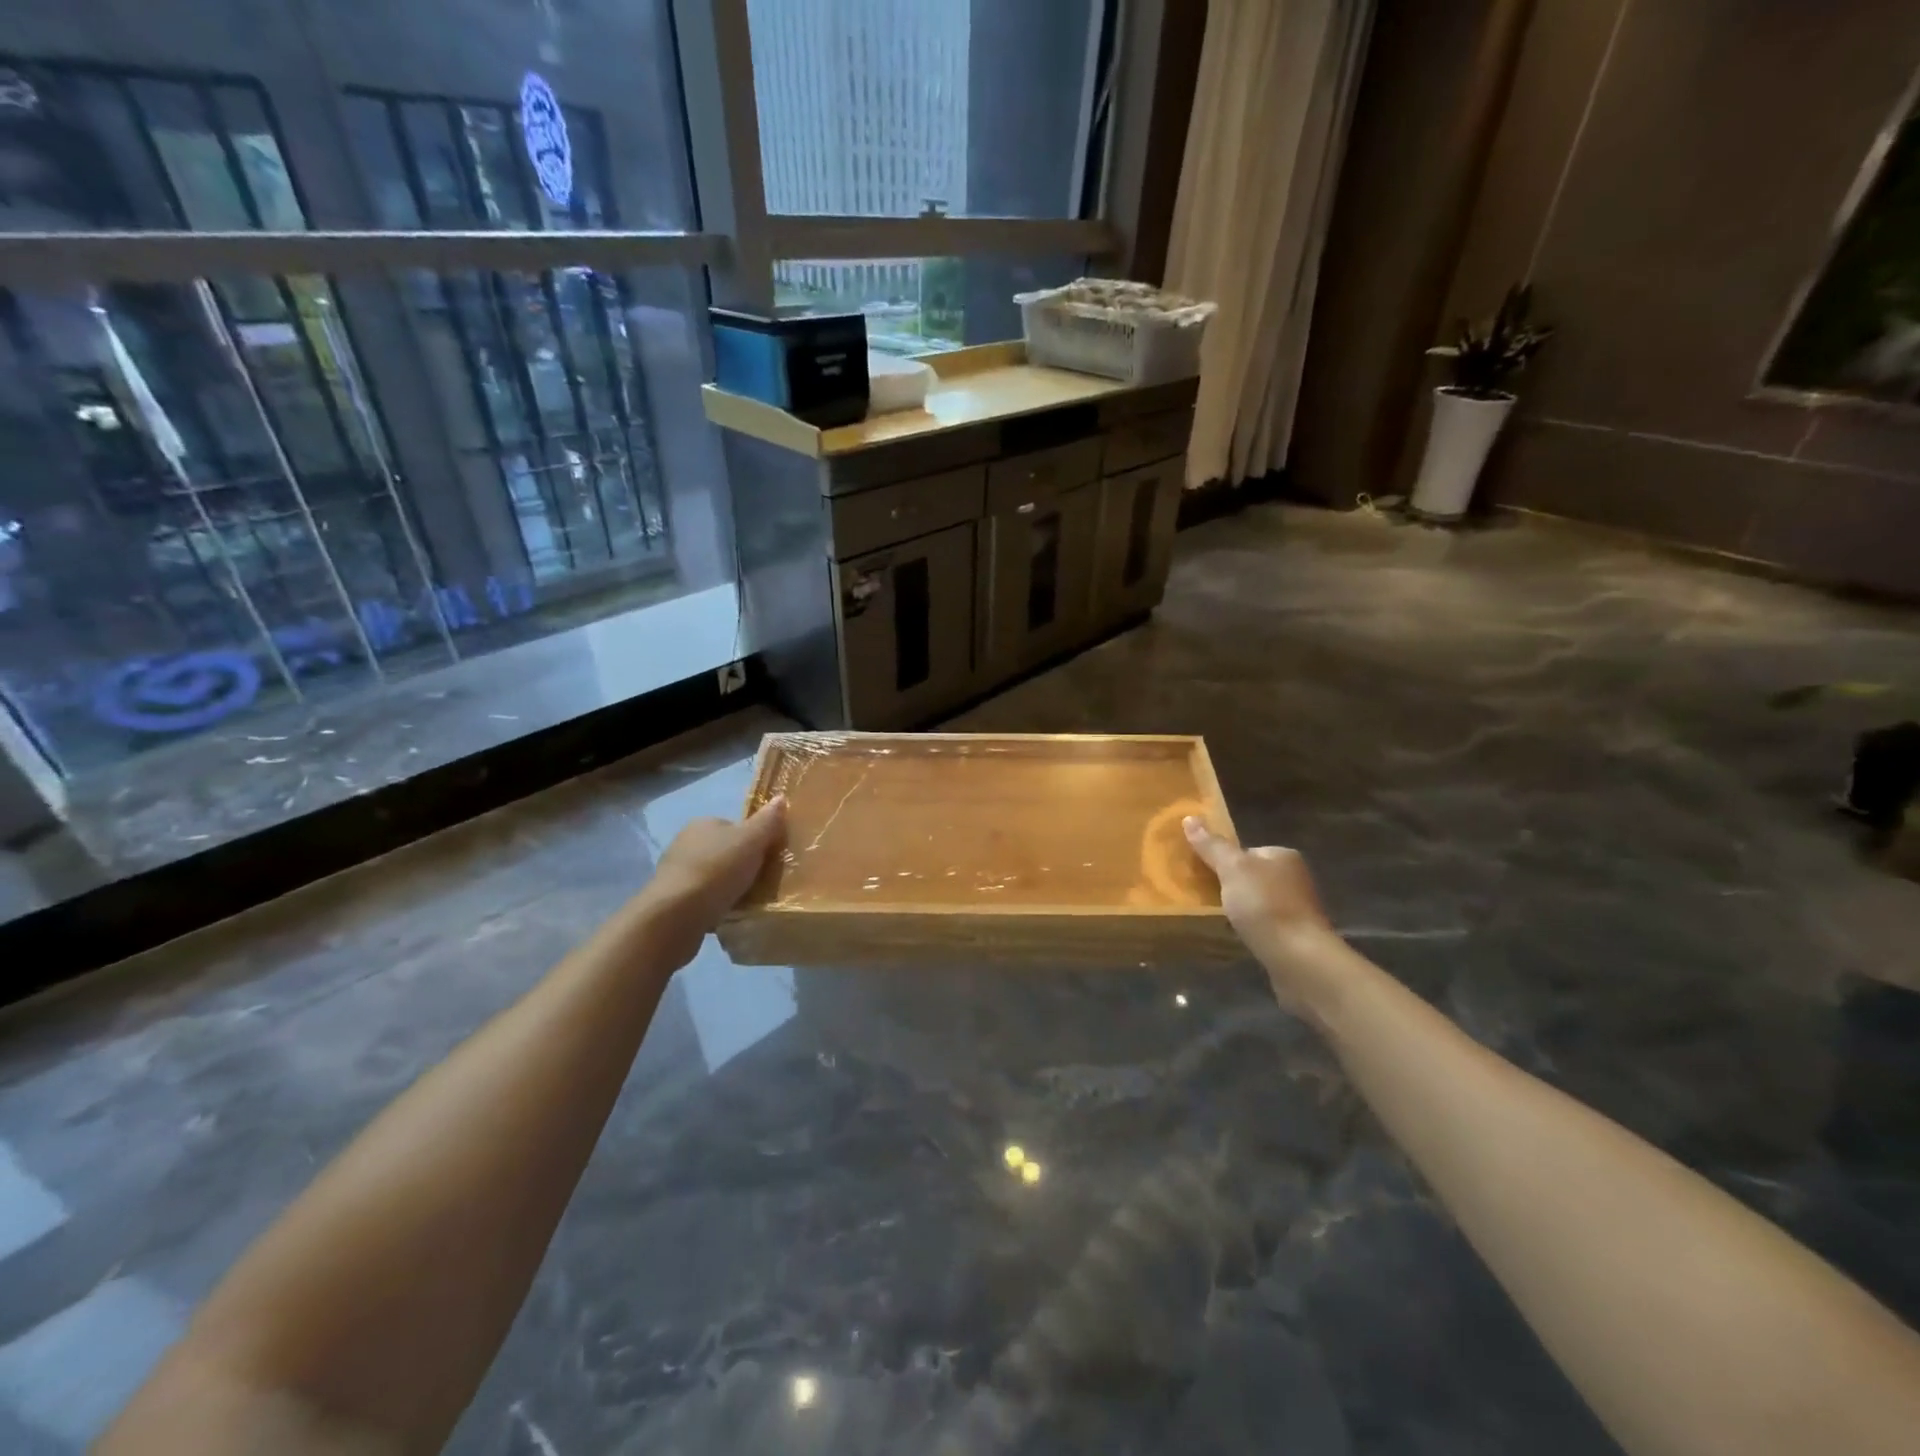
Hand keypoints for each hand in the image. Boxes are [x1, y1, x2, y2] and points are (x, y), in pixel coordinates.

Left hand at [635, 797, 786, 967]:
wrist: (676, 915)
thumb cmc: (717, 870)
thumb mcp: (751, 841)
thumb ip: (767, 821)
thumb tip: (780, 798)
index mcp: (703, 824)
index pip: (734, 827)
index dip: (754, 841)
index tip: (768, 858)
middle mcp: (685, 843)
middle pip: (724, 852)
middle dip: (741, 865)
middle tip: (762, 882)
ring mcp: (675, 873)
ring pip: (712, 877)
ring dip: (727, 888)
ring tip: (747, 903)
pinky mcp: (672, 901)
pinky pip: (702, 899)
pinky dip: (715, 906)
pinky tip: (727, 916)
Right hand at [1183, 817, 1346, 1015]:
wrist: (1299, 958)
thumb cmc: (1265, 905)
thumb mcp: (1232, 869)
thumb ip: (1212, 846)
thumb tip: (1190, 817)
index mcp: (1283, 856)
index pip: (1247, 850)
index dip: (1224, 861)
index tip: (1204, 874)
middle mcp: (1295, 878)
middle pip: (1252, 876)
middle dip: (1232, 886)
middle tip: (1207, 897)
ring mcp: (1298, 909)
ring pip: (1259, 902)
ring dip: (1242, 910)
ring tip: (1220, 919)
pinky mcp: (1297, 936)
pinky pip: (1266, 925)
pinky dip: (1252, 929)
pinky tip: (1241, 938)